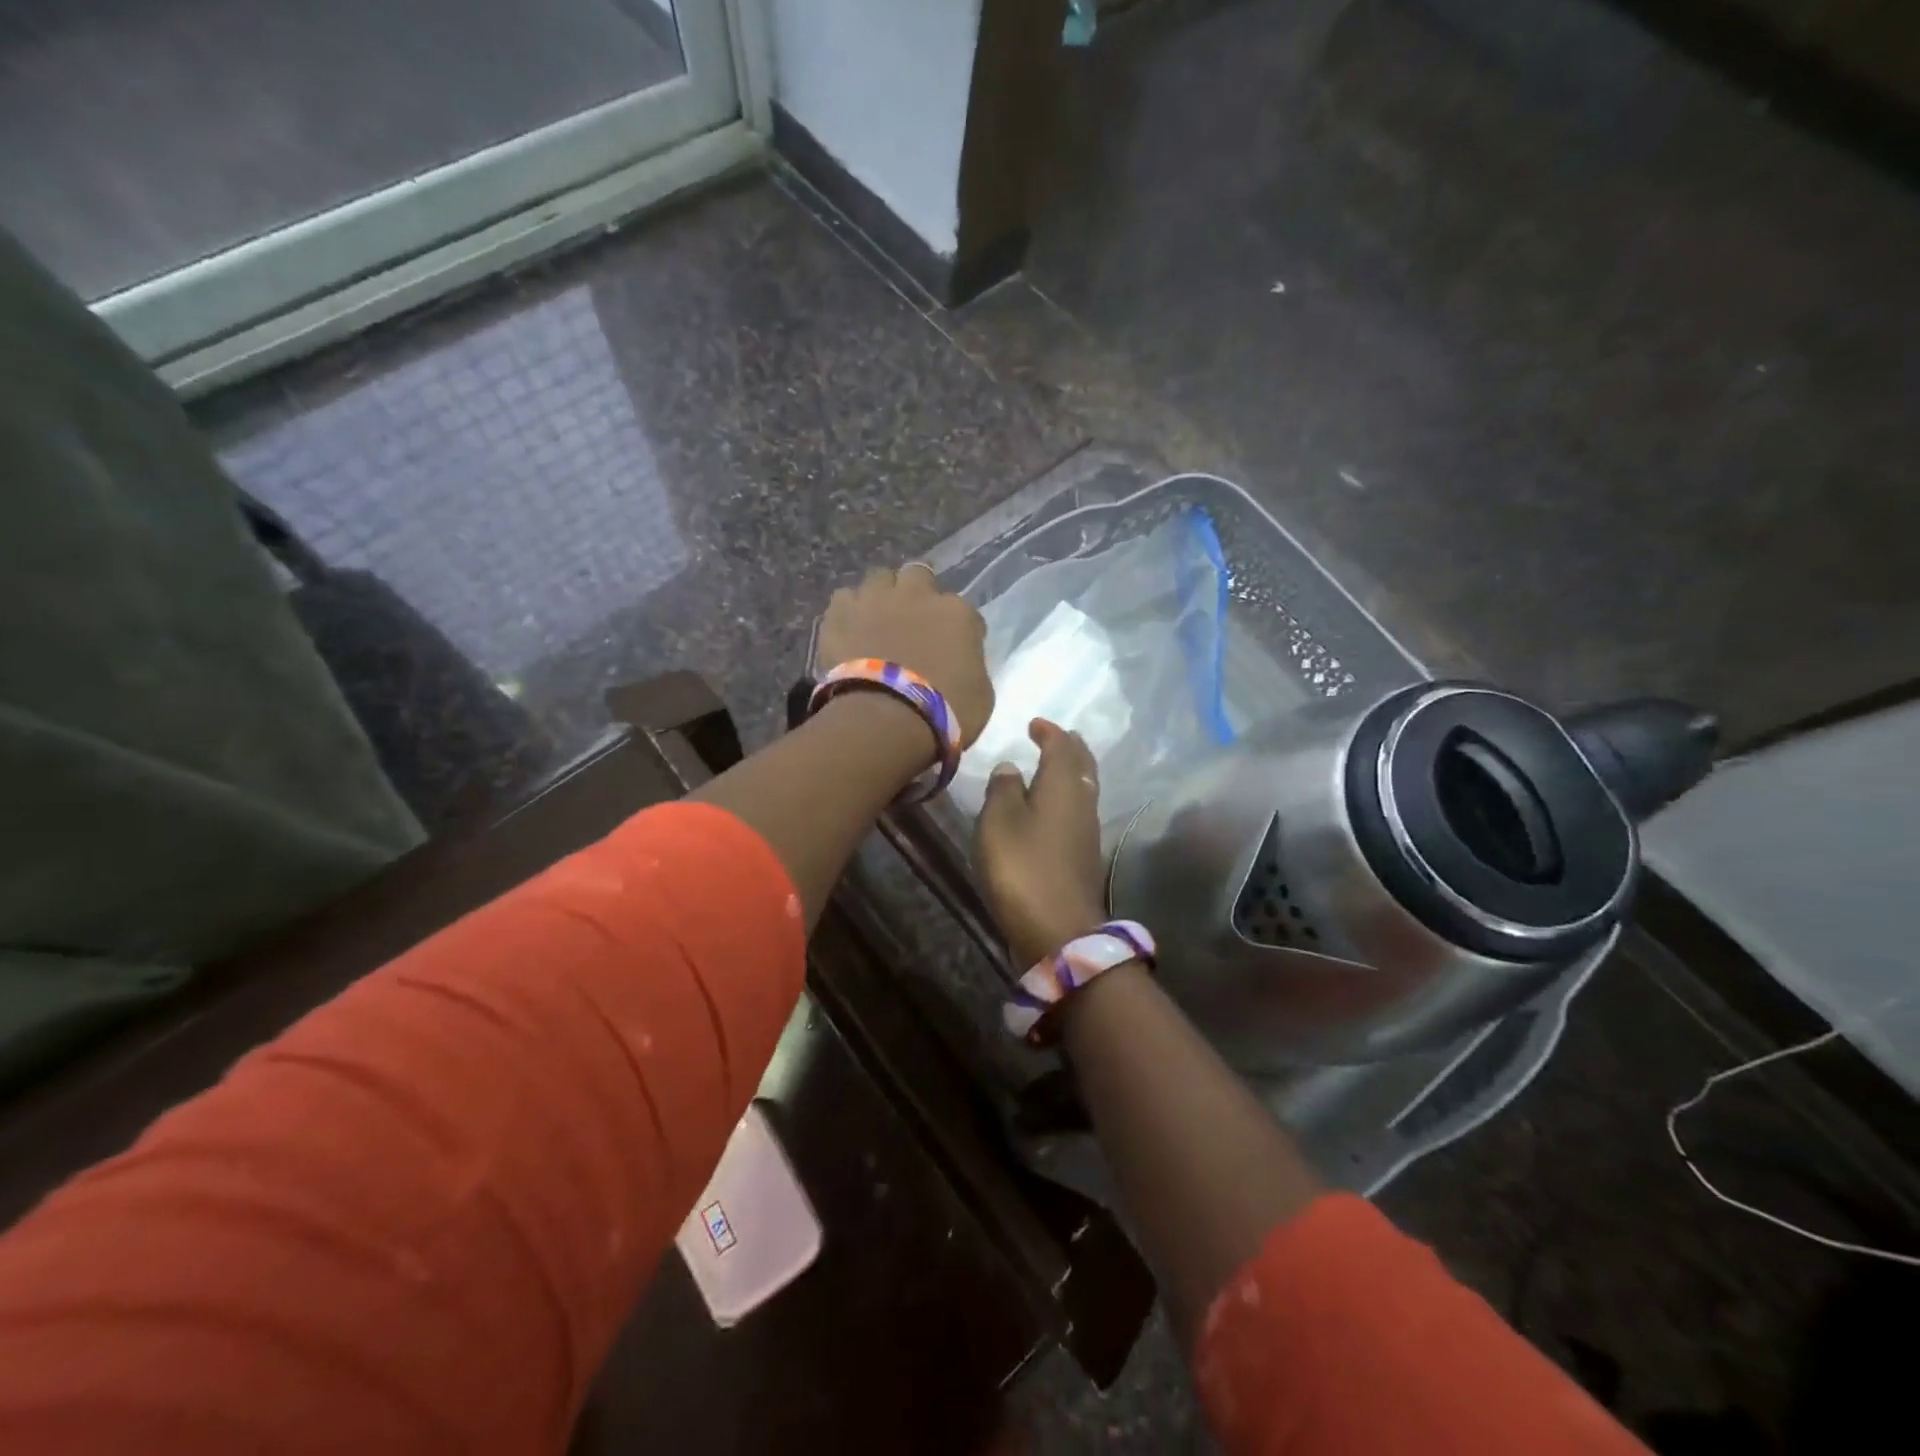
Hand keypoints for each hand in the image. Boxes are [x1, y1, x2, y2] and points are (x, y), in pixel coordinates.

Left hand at [818, 564, 993, 747]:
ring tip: (878, 624)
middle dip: (917, 595)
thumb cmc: (943, 714)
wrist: (885, 720)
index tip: (952, 649)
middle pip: (918, 577)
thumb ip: (971, 666)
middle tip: (913, 625)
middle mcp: (917, 595)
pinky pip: (845, 598)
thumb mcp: (980, 695)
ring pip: (879, 578)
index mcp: (957, 613)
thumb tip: (960, 663)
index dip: (957, 629)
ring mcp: (876, 599)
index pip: (963, 611)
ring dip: (882, 597)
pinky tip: (850, 631)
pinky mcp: (840, 612)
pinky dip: (849, 612)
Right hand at [974, 719, 1108, 967]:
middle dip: (1069, 748)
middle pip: (1082, 766)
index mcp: (1063, 787)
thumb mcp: (999, 823)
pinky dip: (1068, 798)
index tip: (1036, 723)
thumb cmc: (1023, 869)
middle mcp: (1082, 803)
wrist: (1058, 931)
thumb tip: (1011, 767)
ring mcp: (1087, 832)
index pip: (1061, 747)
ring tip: (1055, 765)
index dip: (1050, 732)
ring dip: (1072, 771)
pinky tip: (1054, 808)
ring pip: (1084, 789)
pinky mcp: (1084, 857)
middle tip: (1056, 737)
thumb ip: (1003, 789)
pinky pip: (1079, 812)